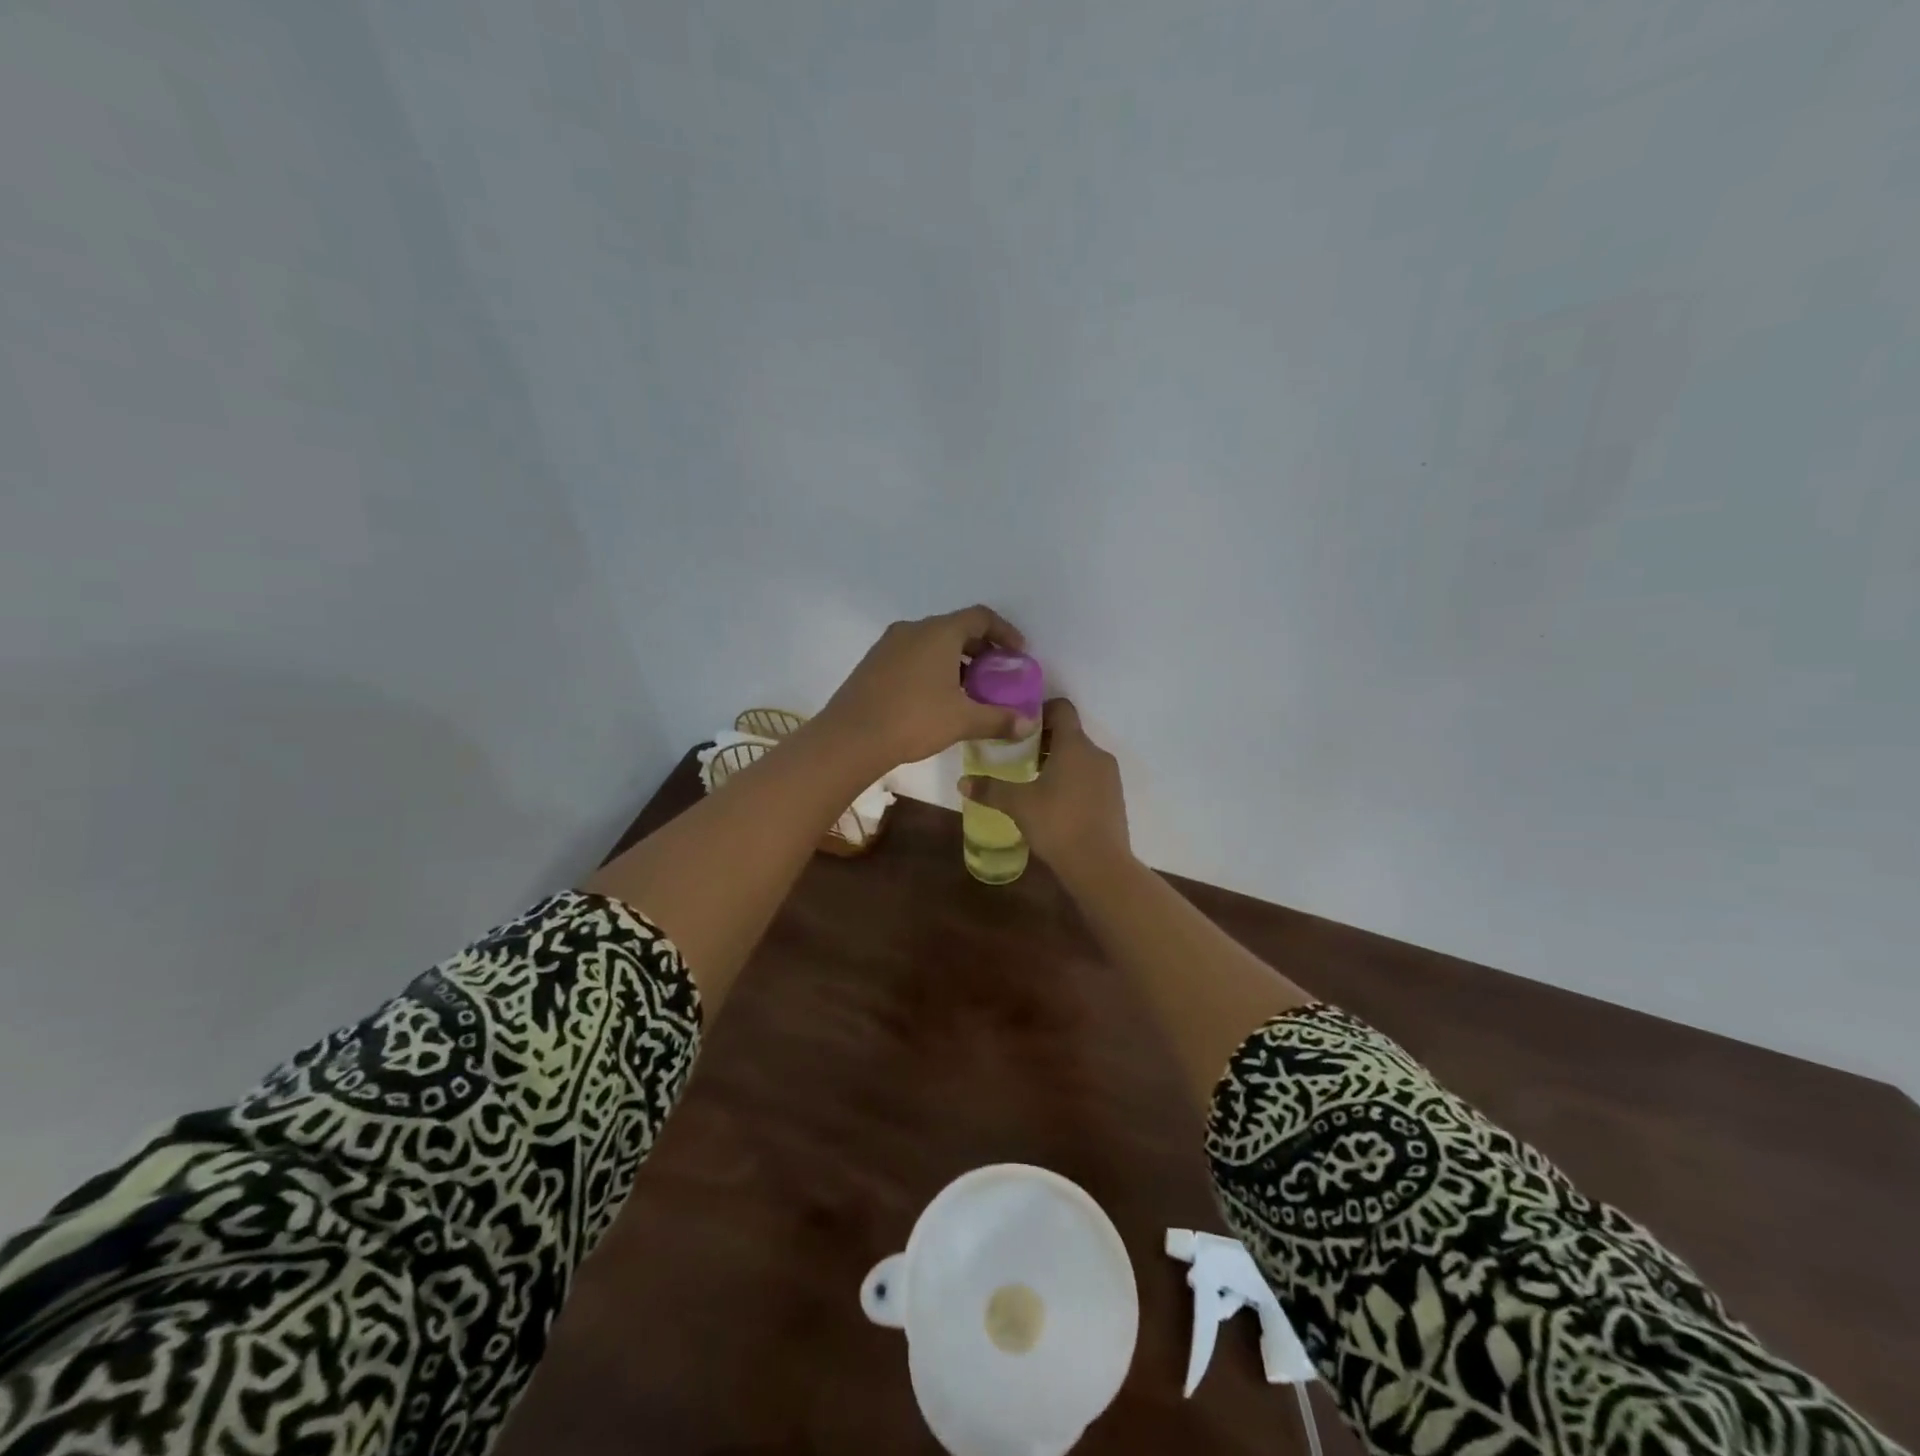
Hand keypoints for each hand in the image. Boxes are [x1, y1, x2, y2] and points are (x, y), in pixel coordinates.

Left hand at [815, 605, 1031, 772]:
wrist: (850, 737)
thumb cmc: (913, 720)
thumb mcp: (962, 720)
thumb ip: (999, 719)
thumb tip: (1029, 724)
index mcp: (939, 632)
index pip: (980, 617)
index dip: (1004, 632)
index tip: (1018, 653)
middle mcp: (913, 629)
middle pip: (955, 628)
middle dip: (980, 648)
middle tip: (996, 675)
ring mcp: (888, 644)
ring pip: (931, 642)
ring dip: (955, 659)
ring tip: (968, 689)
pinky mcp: (873, 663)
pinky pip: (912, 655)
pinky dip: (931, 667)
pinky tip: (935, 697)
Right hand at [958, 698, 1131, 881]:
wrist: (1100, 866)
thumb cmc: (1057, 823)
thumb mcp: (1018, 805)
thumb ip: (990, 789)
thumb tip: (962, 783)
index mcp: (1074, 745)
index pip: (1062, 708)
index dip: (1040, 711)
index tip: (1019, 728)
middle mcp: (1096, 754)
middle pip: (1070, 734)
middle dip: (1044, 741)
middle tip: (1017, 757)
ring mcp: (1110, 777)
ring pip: (1080, 757)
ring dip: (1058, 763)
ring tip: (1033, 782)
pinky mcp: (1115, 798)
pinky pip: (1090, 778)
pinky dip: (1072, 781)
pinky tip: (1054, 804)